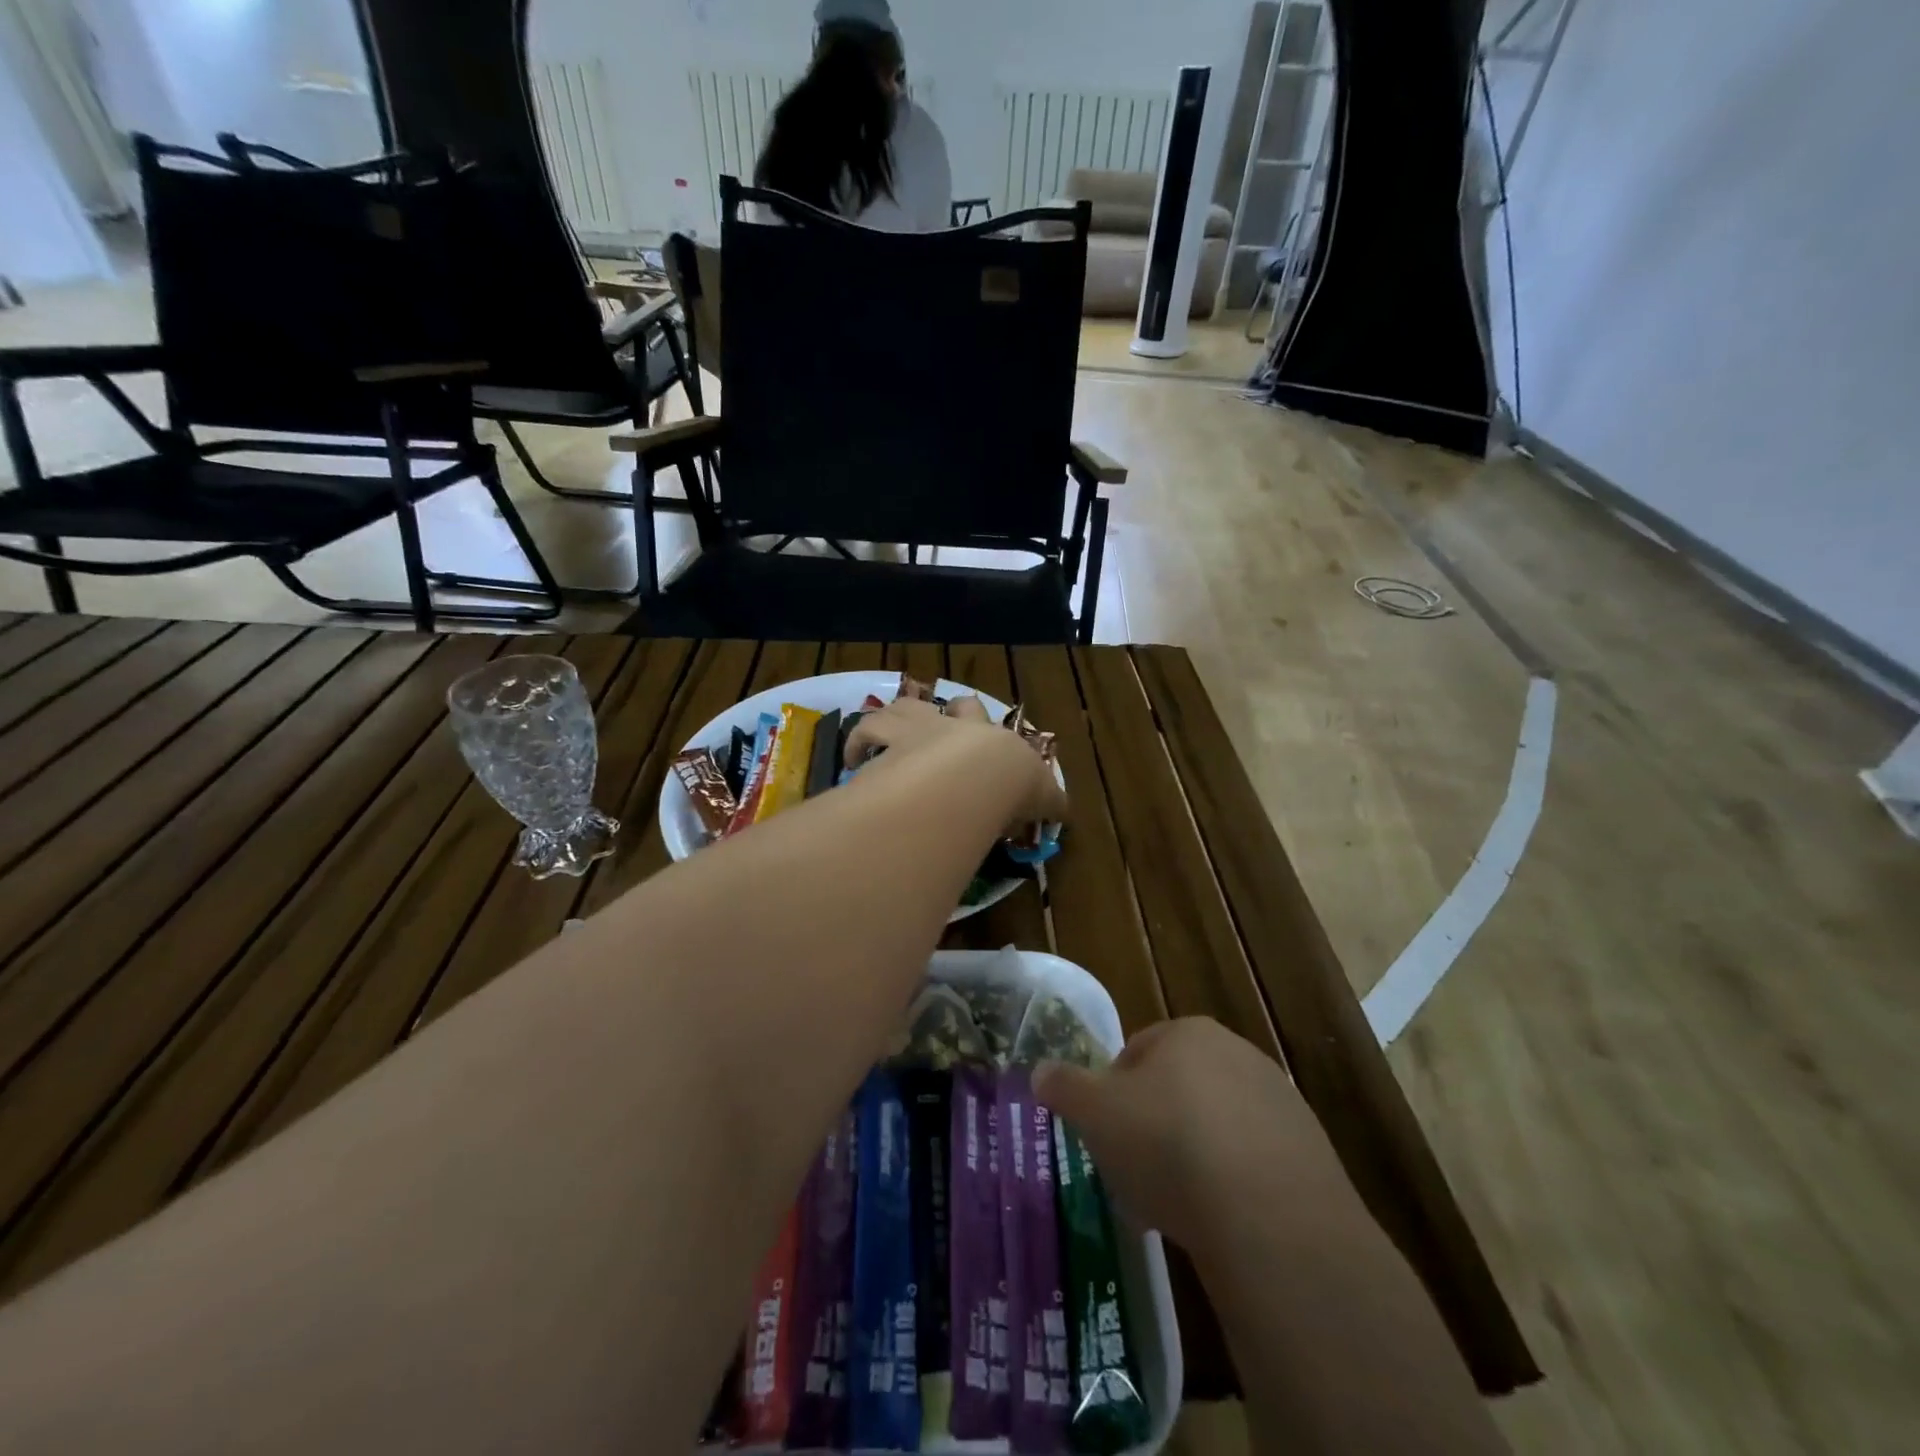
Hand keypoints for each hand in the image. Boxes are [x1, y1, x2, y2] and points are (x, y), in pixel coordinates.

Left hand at [844, 698, 1066, 828]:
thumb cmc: (1011, 786)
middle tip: (936, 729)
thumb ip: (1050, 802)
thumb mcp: (1042, 796)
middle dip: (945, 714)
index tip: (978, 744)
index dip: (979, 725)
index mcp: (987, 735)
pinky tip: (849, 759)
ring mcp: (918, 728)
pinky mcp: (888, 740)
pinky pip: (865, 731)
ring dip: (893, 718)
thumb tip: (1064, 811)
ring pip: (903, 707)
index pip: (985, 721)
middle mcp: (952, 724)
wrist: (975, 775)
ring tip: (888, 738)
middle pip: (947, 705)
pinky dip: (857, 741)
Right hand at [1033, 1018, 1348, 1254]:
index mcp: (1188, 1033)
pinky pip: (1254, 1162)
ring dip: (1195, 1155)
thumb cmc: (1169, 1145)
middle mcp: (1238, 1053)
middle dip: (1155, 1124)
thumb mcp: (1096, 1114)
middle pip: (1179, 1087)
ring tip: (1178, 1205)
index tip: (1108, 1135)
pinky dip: (1234, 1184)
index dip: (1114, 1093)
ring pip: (1217, 1125)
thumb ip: (1064, 1087)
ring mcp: (1281, 1102)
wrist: (1273, 1219)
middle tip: (1137, 1171)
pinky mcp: (1311, 1154)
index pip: (1137, 1051)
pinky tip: (1222, 1222)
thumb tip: (1039, 1071)